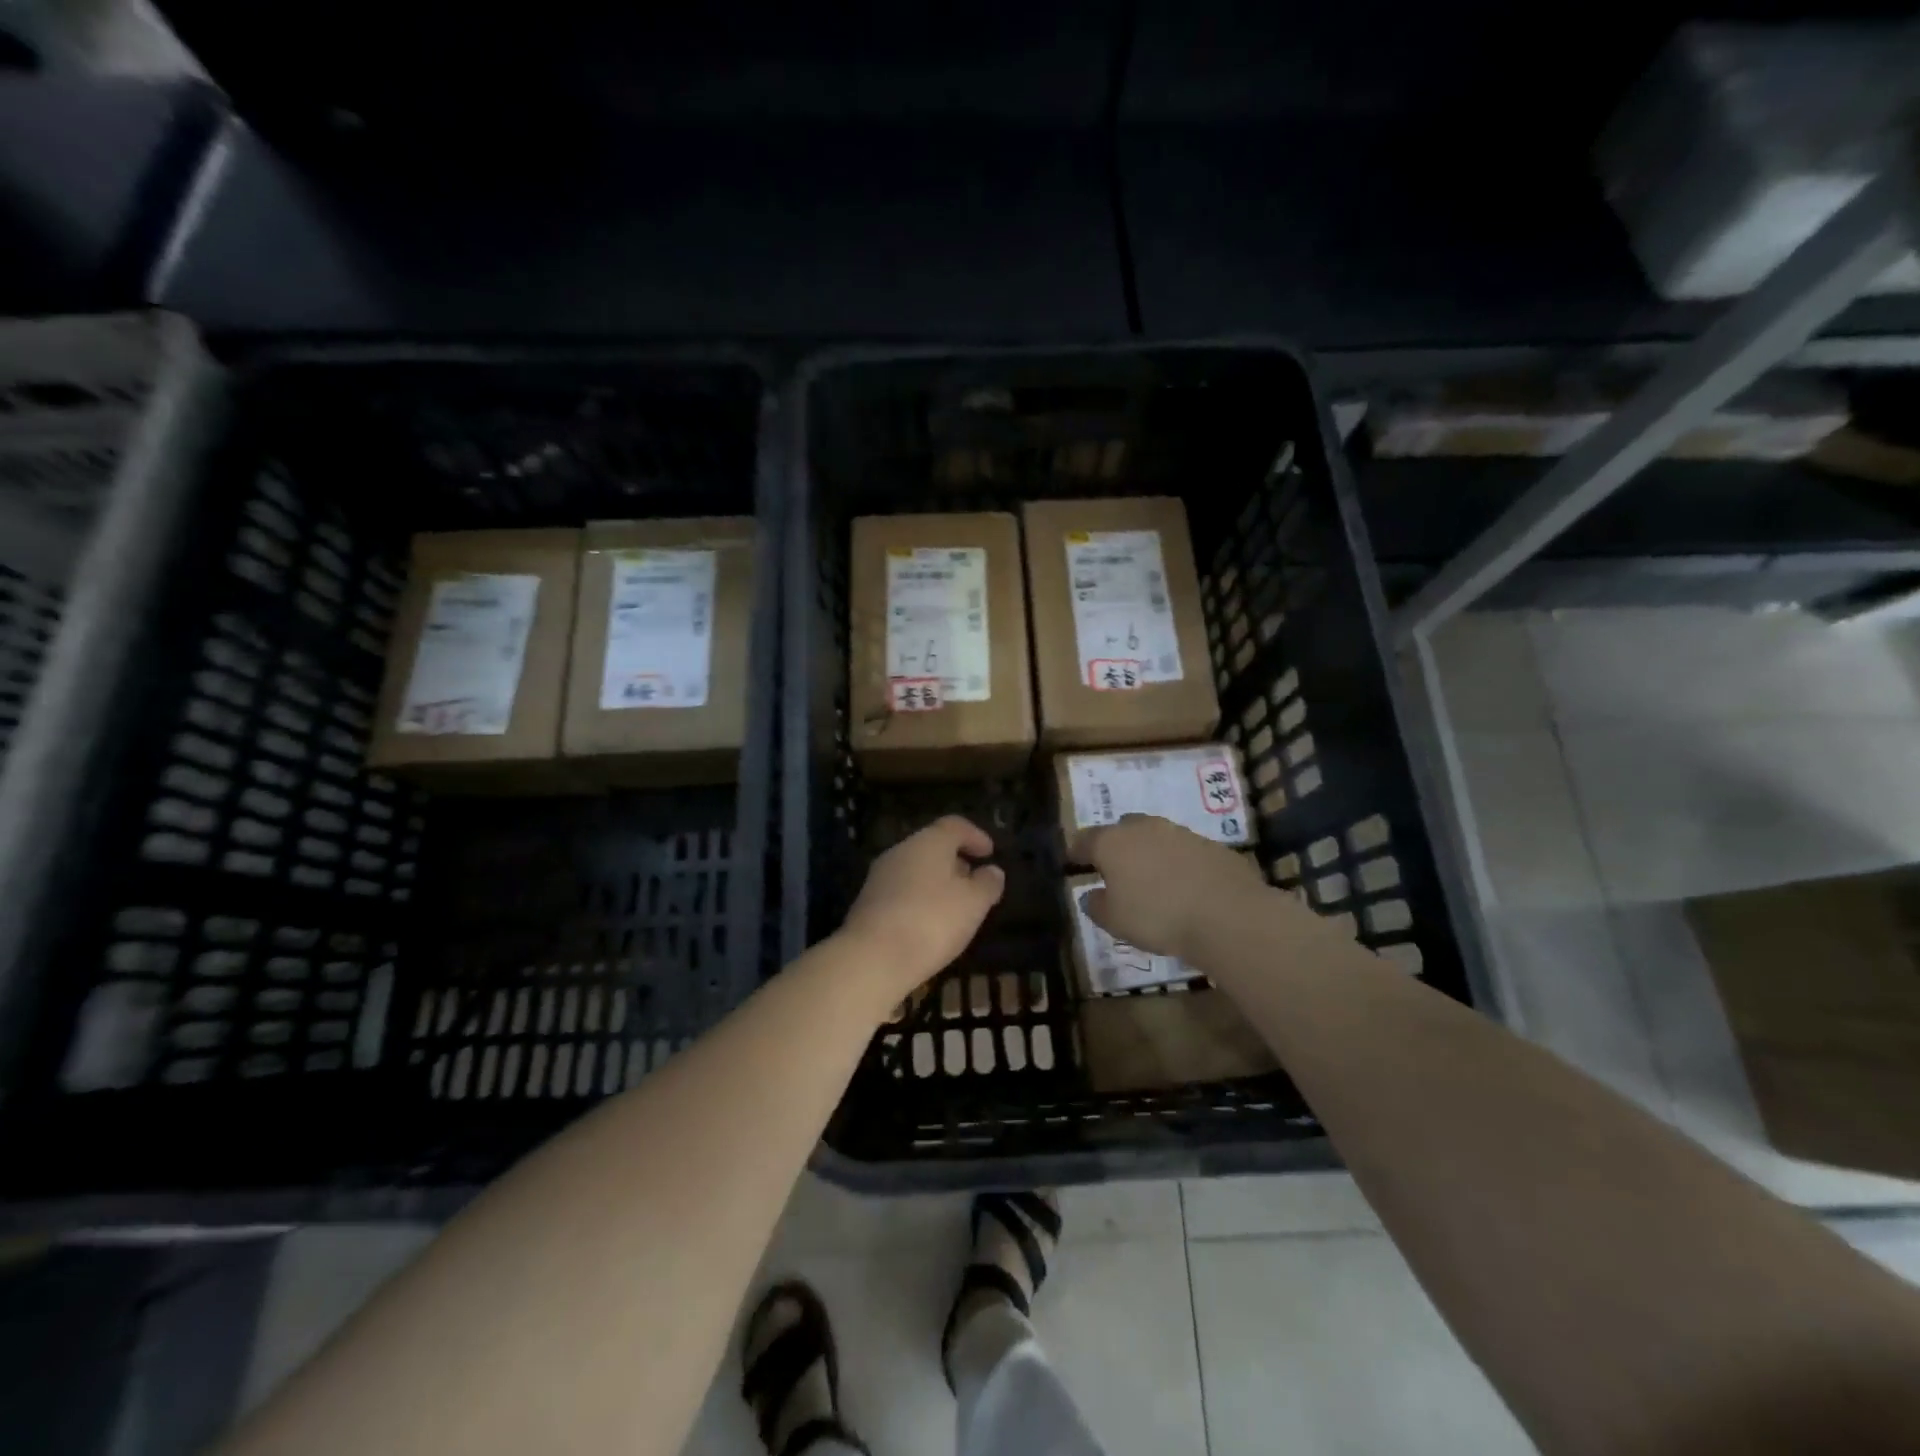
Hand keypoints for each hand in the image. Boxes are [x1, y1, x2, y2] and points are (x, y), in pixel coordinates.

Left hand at [840, 815, 1005, 993]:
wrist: (872, 958)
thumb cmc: (931, 921)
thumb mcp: (973, 904)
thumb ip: (987, 884)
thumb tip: (992, 871)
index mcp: (928, 842)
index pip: (954, 826)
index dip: (975, 836)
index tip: (990, 853)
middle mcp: (900, 851)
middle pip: (932, 846)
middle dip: (956, 861)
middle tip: (975, 882)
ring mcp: (880, 876)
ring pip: (915, 869)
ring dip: (937, 882)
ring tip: (955, 906)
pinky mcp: (868, 902)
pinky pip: (901, 891)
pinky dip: (920, 899)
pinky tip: (929, 923)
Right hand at [1075, 814, 1264, 961]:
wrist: (1226, 915)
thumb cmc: (1157, 917)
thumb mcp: (1114, 921)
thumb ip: (1096, 905)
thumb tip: (1091, 895)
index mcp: (1112, 842)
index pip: (1085, 839)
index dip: (1076, 851)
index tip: (1073, 861)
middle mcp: (1144, 828)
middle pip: (1122, 830)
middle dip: (1116, 846)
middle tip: (1115, 870)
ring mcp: (1180, 833)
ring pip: (1156, 837)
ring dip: (1150, 853)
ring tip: (1152, 880)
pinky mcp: (1211, 845)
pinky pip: (1185, 851)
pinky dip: (1179, 864)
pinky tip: (1185, 887)